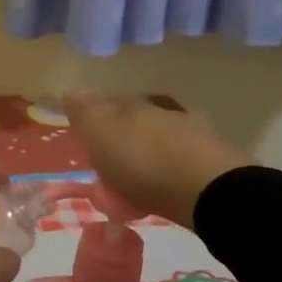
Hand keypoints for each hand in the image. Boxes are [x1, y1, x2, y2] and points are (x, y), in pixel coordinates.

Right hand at [65, 92, 251, 229]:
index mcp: (131, 104)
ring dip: (145, 156)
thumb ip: (85, 112)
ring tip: (135, 186)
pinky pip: (178, 163)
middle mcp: (160, 111)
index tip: (85, 140)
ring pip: (157, 140)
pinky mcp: (211, 159)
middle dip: (120, 139)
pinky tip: (163, 190)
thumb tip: (69, 90)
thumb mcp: (101, 135)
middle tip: (108, 168)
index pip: (105, 104)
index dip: (93, 119)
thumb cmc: (142, 162)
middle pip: (133, 121)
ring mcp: (190, 132)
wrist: (208, 189)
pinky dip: (167, 173)